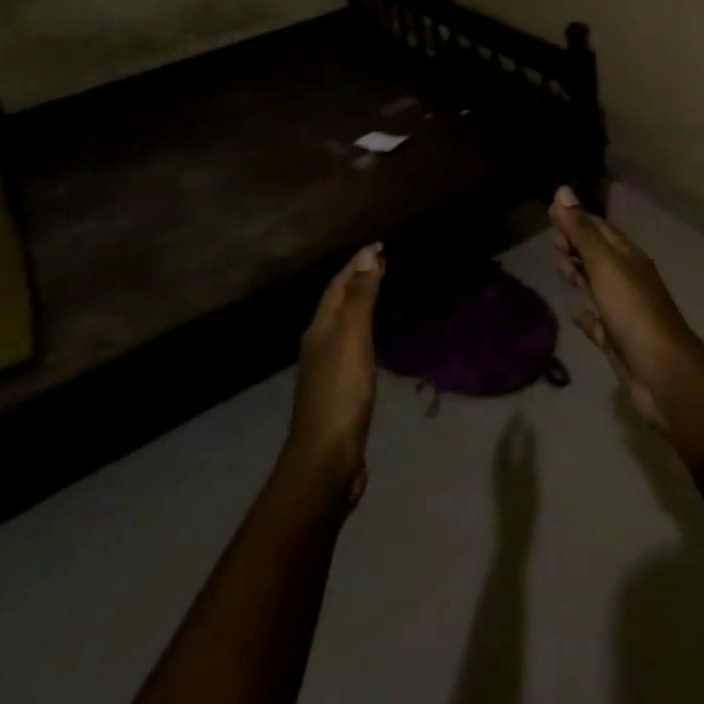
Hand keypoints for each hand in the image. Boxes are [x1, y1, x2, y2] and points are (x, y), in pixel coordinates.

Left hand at [283, 243, 383, 505]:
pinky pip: (354, 348)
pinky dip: (366, 332)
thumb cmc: (341, 393)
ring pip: (345, 325)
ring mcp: (328, 370)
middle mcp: (320, 344)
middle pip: (338, 303)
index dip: (356, 264)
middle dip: (357, 280)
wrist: (326, 458)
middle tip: (383, 263)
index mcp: (320, 329)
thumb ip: (361, 298)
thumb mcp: (353, 339)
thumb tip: (366, 255)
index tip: (379, 246)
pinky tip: (376, 341)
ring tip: (381, 293)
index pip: (338, 286)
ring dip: (361, 305)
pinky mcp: (340, 391)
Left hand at [493, 417, 538, 543]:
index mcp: (500, 467)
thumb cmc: (522, 508)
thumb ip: (528, 452)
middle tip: (519, 422)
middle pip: (501, 449)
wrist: (513, 541)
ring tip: (519, 437)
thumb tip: (528, 427)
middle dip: (509, 435)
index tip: (519, 412)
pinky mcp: (504, 496)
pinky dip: (513, 459)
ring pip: (502, 459)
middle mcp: (497, 474)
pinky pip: (506, 469)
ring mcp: (499, 486)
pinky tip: (520, 463)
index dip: (511, 426)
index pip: (504, 440)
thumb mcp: (528, 477)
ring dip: (510, 446)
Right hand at [550, 188, 703, 470]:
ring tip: (558, 268)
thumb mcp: (604, 264)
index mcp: (628, 258)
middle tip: (551, 244)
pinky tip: (573, 313)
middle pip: (598, 255)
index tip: (549, 214)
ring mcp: (624, 311)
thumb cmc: (633, 311)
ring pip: (596, 285)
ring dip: (578, 273)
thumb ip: (581, 231)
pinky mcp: (618, 340)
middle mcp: (628, 280)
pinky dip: (585, 315)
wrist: (663, 374)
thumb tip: (561, 190)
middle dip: (575, 245)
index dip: (576, 219)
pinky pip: (598, 322)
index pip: (600, 229)